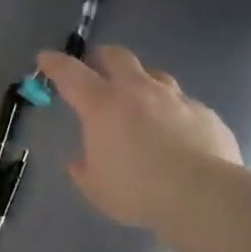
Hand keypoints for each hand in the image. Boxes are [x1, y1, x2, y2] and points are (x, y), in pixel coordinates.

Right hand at [37, 44, 242, 228]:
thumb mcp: (96, 188)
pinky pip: (184, 103)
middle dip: (101, 57)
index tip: (45, 59)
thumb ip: (84, 169)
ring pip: (154, 74)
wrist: (204, 195)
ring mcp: (175, 98)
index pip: (70, 73)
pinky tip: (177, 131)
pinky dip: (173, 111)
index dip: (55, 64)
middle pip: (116, 56)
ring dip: (141, 80)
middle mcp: (138, 91)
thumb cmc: (138, 191)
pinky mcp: (205, 113)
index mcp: (102, 105)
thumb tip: (80, 160)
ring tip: (139, 98)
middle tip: (95, 67)